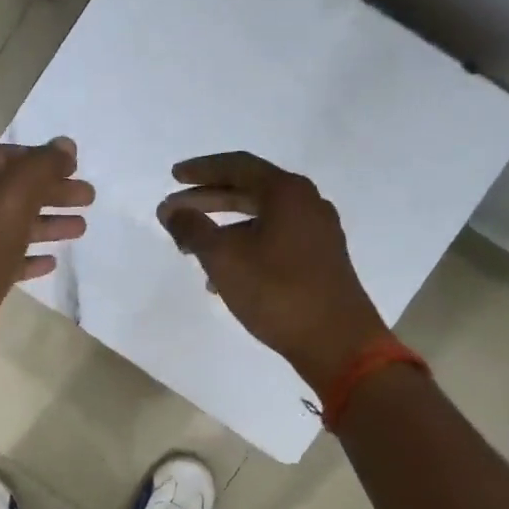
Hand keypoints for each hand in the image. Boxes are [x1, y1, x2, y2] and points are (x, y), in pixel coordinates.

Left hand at [0, 137, 93, 377]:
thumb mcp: (12, 197)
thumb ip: (41, 166)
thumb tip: (66, 145)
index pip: (5, 157)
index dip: (42, 158)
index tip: (76, 166)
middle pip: (12, 191)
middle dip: (51, 192)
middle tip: (89, 198)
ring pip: (12, 226)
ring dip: (47, 223)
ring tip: (81, 228)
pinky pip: (6, 260)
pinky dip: (30, 257)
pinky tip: (52, 262)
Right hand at [157, 151, 389, 388]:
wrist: (337, 342)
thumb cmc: (277, 292)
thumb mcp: (224, 258)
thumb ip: (192, 229)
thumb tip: (171, 210)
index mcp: (287, 193)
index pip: (237, 166)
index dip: (201, 169)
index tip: (173, 178)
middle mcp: (307, 203)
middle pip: (249, 190)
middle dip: (208, 200)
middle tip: (175, 213)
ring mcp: (317, 232)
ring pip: (260, 219)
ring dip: (223, 228)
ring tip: (192, 249)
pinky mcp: (320, 259)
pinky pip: (274, 240)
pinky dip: (245, 247)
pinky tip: (223, 277)